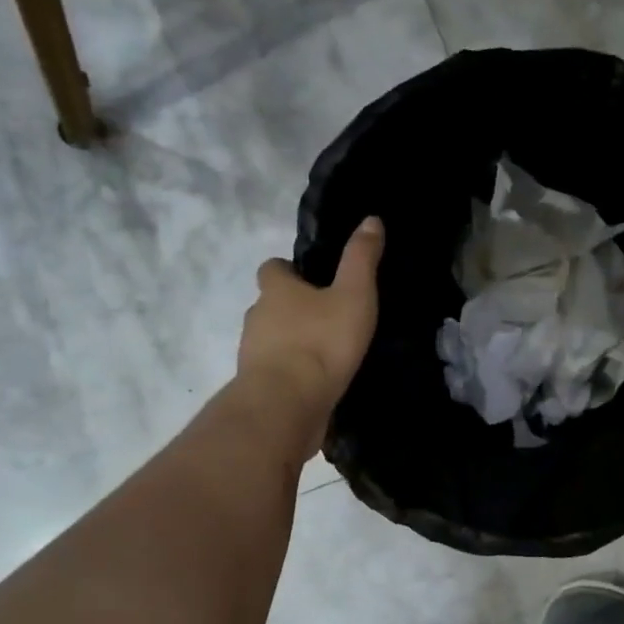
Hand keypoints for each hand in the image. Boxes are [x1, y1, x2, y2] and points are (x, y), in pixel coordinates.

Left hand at [236, 217, 384, 445]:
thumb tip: (371, 219)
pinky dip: (292, 372)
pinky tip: (317, 382)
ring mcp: (253, 353)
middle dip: (293, 309)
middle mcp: (256, 317)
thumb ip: (361, 259)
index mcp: (276, 290)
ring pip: (271, 339)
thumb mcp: (353, 294)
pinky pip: (276, 371)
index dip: (289, 271)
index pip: (272, 269)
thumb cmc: (321, 342)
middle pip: (270, 305)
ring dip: (292, 342)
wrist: (286, 404)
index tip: (312, 280)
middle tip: (327, 317)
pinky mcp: (258, 386)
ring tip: (326, 352)